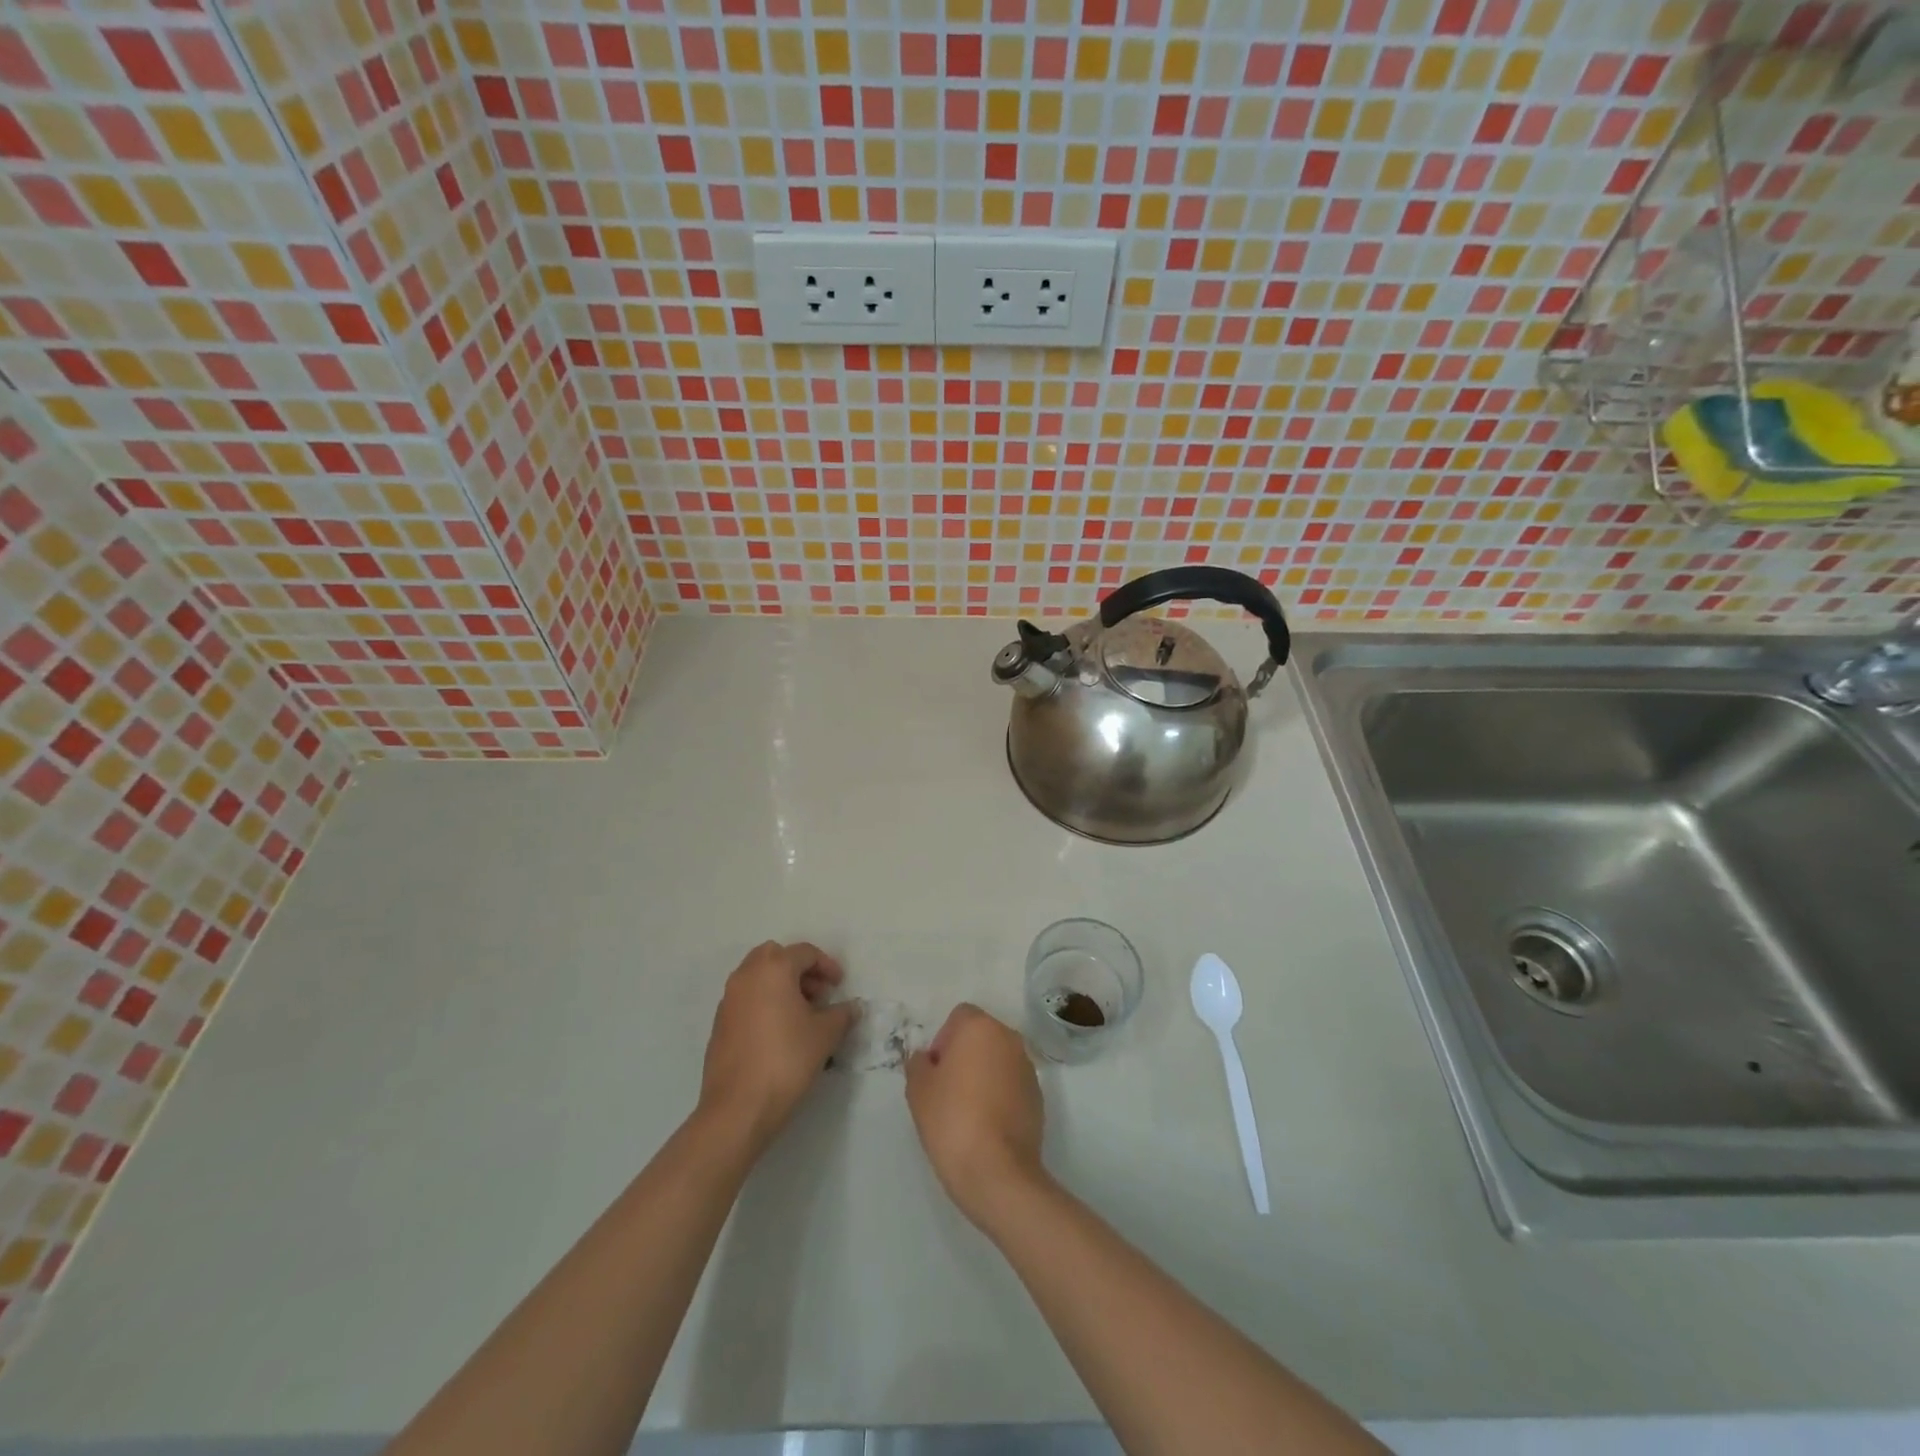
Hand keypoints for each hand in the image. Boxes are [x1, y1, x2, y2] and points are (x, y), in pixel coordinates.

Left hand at [699, 941, 856, 1149]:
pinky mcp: (719, 1024)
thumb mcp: (826, 1035)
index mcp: (773, 969)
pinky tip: (778, 1032)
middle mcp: (746, 976)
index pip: (804, 952)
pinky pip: (745, 999)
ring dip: (780, 985)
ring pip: (757, 976)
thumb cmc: (787, 1059)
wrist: (738, 1107)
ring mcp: (728, 999)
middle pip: (775, 956)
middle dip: (799, 969)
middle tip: (817, 993)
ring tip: (800, 1014)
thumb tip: (852, 1007)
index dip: (827, 965)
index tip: (839, 985)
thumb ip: (842, 1014)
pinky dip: (763, 1002)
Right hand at [905, 1004, 1046, 1229]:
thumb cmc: (951, 1120)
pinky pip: (1012, 1083)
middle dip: (964, 1055)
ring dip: (984, 1074)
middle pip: (981, 1035)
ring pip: (998, 1059)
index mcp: (980, 1028)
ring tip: (967, 1111)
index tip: (935, 1072)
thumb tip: (926, 1059)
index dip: (943, 1040)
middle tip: (947, 1090)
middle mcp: (1009, 1039)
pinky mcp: (1038, 1096)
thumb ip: (918, 1064)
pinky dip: (1000, 1094)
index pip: (959, 1017)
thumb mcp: (918, 1090)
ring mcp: (1028, 1067)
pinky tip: (987, 1125)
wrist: (997, 1171)